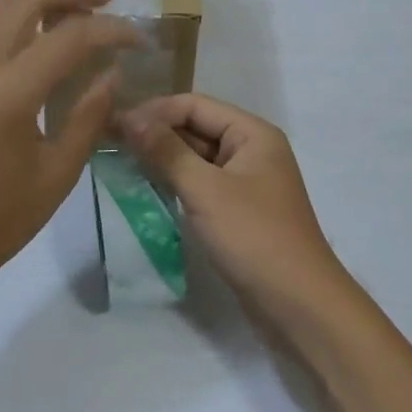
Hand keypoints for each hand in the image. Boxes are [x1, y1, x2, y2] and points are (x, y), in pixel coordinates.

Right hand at [120, 94, 350, 320]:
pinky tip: (148, 187)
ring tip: (122, 161)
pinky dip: (176, 181)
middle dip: (157, 132)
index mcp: (252, 133)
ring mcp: (247, 181)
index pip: (195, 105)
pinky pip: (202, 183)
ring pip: (197, 157)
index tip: (114, 124)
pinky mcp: (239, 210)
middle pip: (196, 127)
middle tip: (111, 142)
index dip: (155, 111)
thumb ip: (167, 152)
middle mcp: (252, 149)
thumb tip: (130, 118)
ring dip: (163, 157)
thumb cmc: (254, 237)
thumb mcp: (206, 191)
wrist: (300, 306)